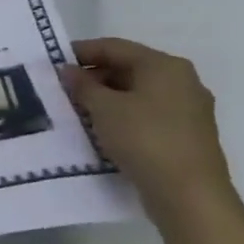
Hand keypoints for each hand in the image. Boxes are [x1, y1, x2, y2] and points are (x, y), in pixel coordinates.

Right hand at [60, 38, 237, 221]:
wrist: (189, 195)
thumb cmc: (145, 139)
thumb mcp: (104, 108)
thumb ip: (82, 85)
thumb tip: (68, 71)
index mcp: (165, 66)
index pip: (115, 47)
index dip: (81, 52)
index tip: (53, 63)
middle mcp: (182, 81)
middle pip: (128, 68)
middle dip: (93, 77)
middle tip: (62, 90)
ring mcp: (188, 109)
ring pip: (138, 93)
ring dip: (106, 98)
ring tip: (77, 111)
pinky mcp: (187, 135)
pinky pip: (148, 114)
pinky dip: (123, 115)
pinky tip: (102, 130)